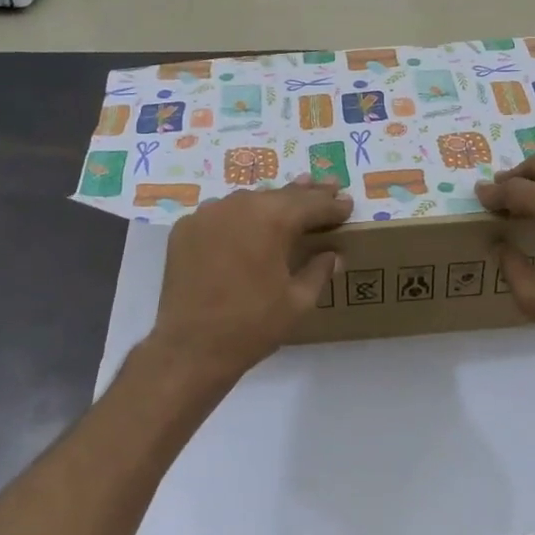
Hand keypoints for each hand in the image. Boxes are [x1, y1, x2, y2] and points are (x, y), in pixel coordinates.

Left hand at [149, 178, 350, 380]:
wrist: (191, 348)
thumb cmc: (252, 325)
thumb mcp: (298, 301)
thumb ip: (319, 271)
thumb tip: (333, 255)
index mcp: (273, 219)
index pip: (312, 204)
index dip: (333, 206)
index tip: (348, 204)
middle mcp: (240, 205)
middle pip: (281, 195)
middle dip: (307, 194)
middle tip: (329, 187)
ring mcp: (208, 214)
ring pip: (249, 199)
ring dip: (272, 201)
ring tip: (291, 198)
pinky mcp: (186, 228)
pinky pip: (220, 213)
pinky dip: (239, 215)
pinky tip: (247, 223)